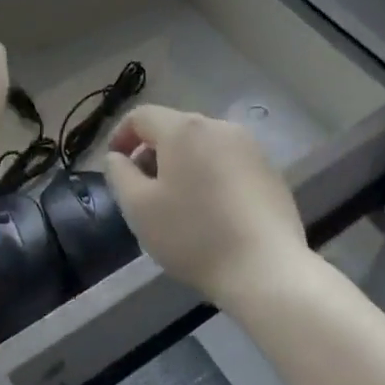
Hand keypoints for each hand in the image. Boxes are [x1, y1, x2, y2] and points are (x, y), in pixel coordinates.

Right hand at [104, 106, 308, 309]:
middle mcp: (219, 126)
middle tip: (143, 189)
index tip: (115, 165)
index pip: (142, 116)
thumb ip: (119, 173)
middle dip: (153, 152)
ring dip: (183, 163)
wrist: (266, 268)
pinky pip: (228, 161)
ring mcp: (250, 146)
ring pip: (203, 145)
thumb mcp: (139, 208)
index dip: (121, 136)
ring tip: (177, 201)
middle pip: (174, 128)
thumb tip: (117, 156)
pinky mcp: (269, 169)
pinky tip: (212, 210)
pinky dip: (211, 174)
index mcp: (184, 129)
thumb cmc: (194, 236)